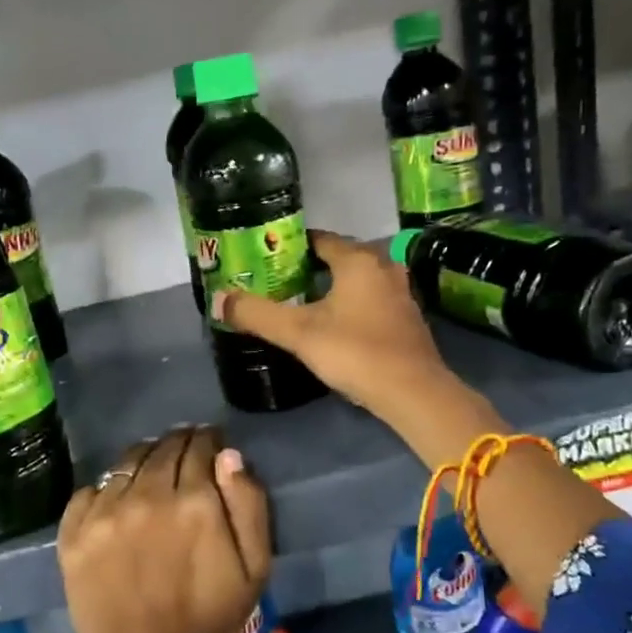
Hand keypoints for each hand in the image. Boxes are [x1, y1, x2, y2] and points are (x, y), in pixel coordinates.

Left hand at [57, 426, 270, 632]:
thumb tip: (228, 456)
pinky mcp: (74, 532)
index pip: (200, 447)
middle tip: (184, 452)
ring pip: (126, 462)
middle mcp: (147, 496)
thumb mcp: (254, 568)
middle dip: (178, 444)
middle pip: (163, 448)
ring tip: (151, 471)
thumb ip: (248, 504)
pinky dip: (106, 488)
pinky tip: (117, 501)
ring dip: (144, 459)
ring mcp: (105, 512)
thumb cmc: (207, 618)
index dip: (207, 441)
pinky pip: (90, 489)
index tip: (210, 445)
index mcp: (194, 502)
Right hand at [212, 231, 499, 460]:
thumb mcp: (298, 333)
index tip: (268, 257)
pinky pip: (372, 300)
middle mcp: (384, 268)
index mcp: (358, 261)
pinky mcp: (408, 319)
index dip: (292, 245)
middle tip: (280, 281)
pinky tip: (335, 324)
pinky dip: (352, 304)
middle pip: (341, 257)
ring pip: (359, 280)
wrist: (413, 393)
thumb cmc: (354, 352)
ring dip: (334, 287)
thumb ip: (256, 314)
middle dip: (311, 266)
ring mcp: (401, 293)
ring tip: (303, 301)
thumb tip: (218, 298)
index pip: (320, 239)